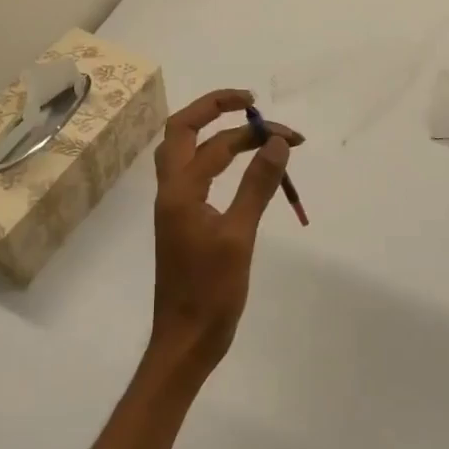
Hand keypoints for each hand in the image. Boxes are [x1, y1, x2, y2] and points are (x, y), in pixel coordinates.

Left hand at [148, 90, 300, 374]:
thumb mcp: (239, 236)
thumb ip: (257, 185)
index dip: (246, 128)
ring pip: (189, 153)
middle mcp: (171, 190)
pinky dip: (220, 161)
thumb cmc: (210, 292)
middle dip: (215, 110)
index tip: (275, 123)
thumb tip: (276, 142)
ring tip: (257, 135)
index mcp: (179, 190)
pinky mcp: (184, 221)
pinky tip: (243, 168)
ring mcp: (175, 206)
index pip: (210, 140)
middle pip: (183, 131)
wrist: (184, 341)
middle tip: (253, 107)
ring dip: (219, 136)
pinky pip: (198, 175)